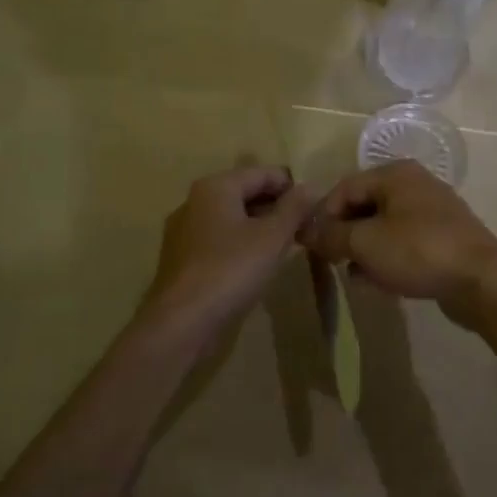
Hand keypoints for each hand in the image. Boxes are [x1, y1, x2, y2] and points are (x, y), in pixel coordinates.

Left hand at [137, 164, 312, 342]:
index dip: (293, 188)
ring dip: (260, 227)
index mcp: (216, 186)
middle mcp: (195, 200)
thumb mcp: (272, 237)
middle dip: (277, 208)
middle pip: (246, 193)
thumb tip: (311, 186)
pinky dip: (241, 243)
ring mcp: (184, 229)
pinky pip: (219, 238)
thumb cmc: (230, 270)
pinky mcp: (181, 257)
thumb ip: (294, 208)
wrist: (181, 322)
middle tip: (304, 229)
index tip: (315, 210)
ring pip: (232, 217)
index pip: (264, 173)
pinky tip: (256, 264)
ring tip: (286, 246)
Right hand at [301, 160, 496, 305]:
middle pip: (365, 206)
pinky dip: (387, 258)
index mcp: (395, 174)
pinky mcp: (444, 239)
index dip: (323, 215)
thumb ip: (331, 235)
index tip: (311, 245)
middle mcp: (414, 185)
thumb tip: (305, 230)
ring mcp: (432, 212)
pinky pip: (404, 243)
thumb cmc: (418, 251)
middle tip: (330, 260)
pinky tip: (377, 282)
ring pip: (384, 227)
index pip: (344, 187)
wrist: (482, 281)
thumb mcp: (365, 243)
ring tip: (352, 274)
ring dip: (364, 250)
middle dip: (344, 234)